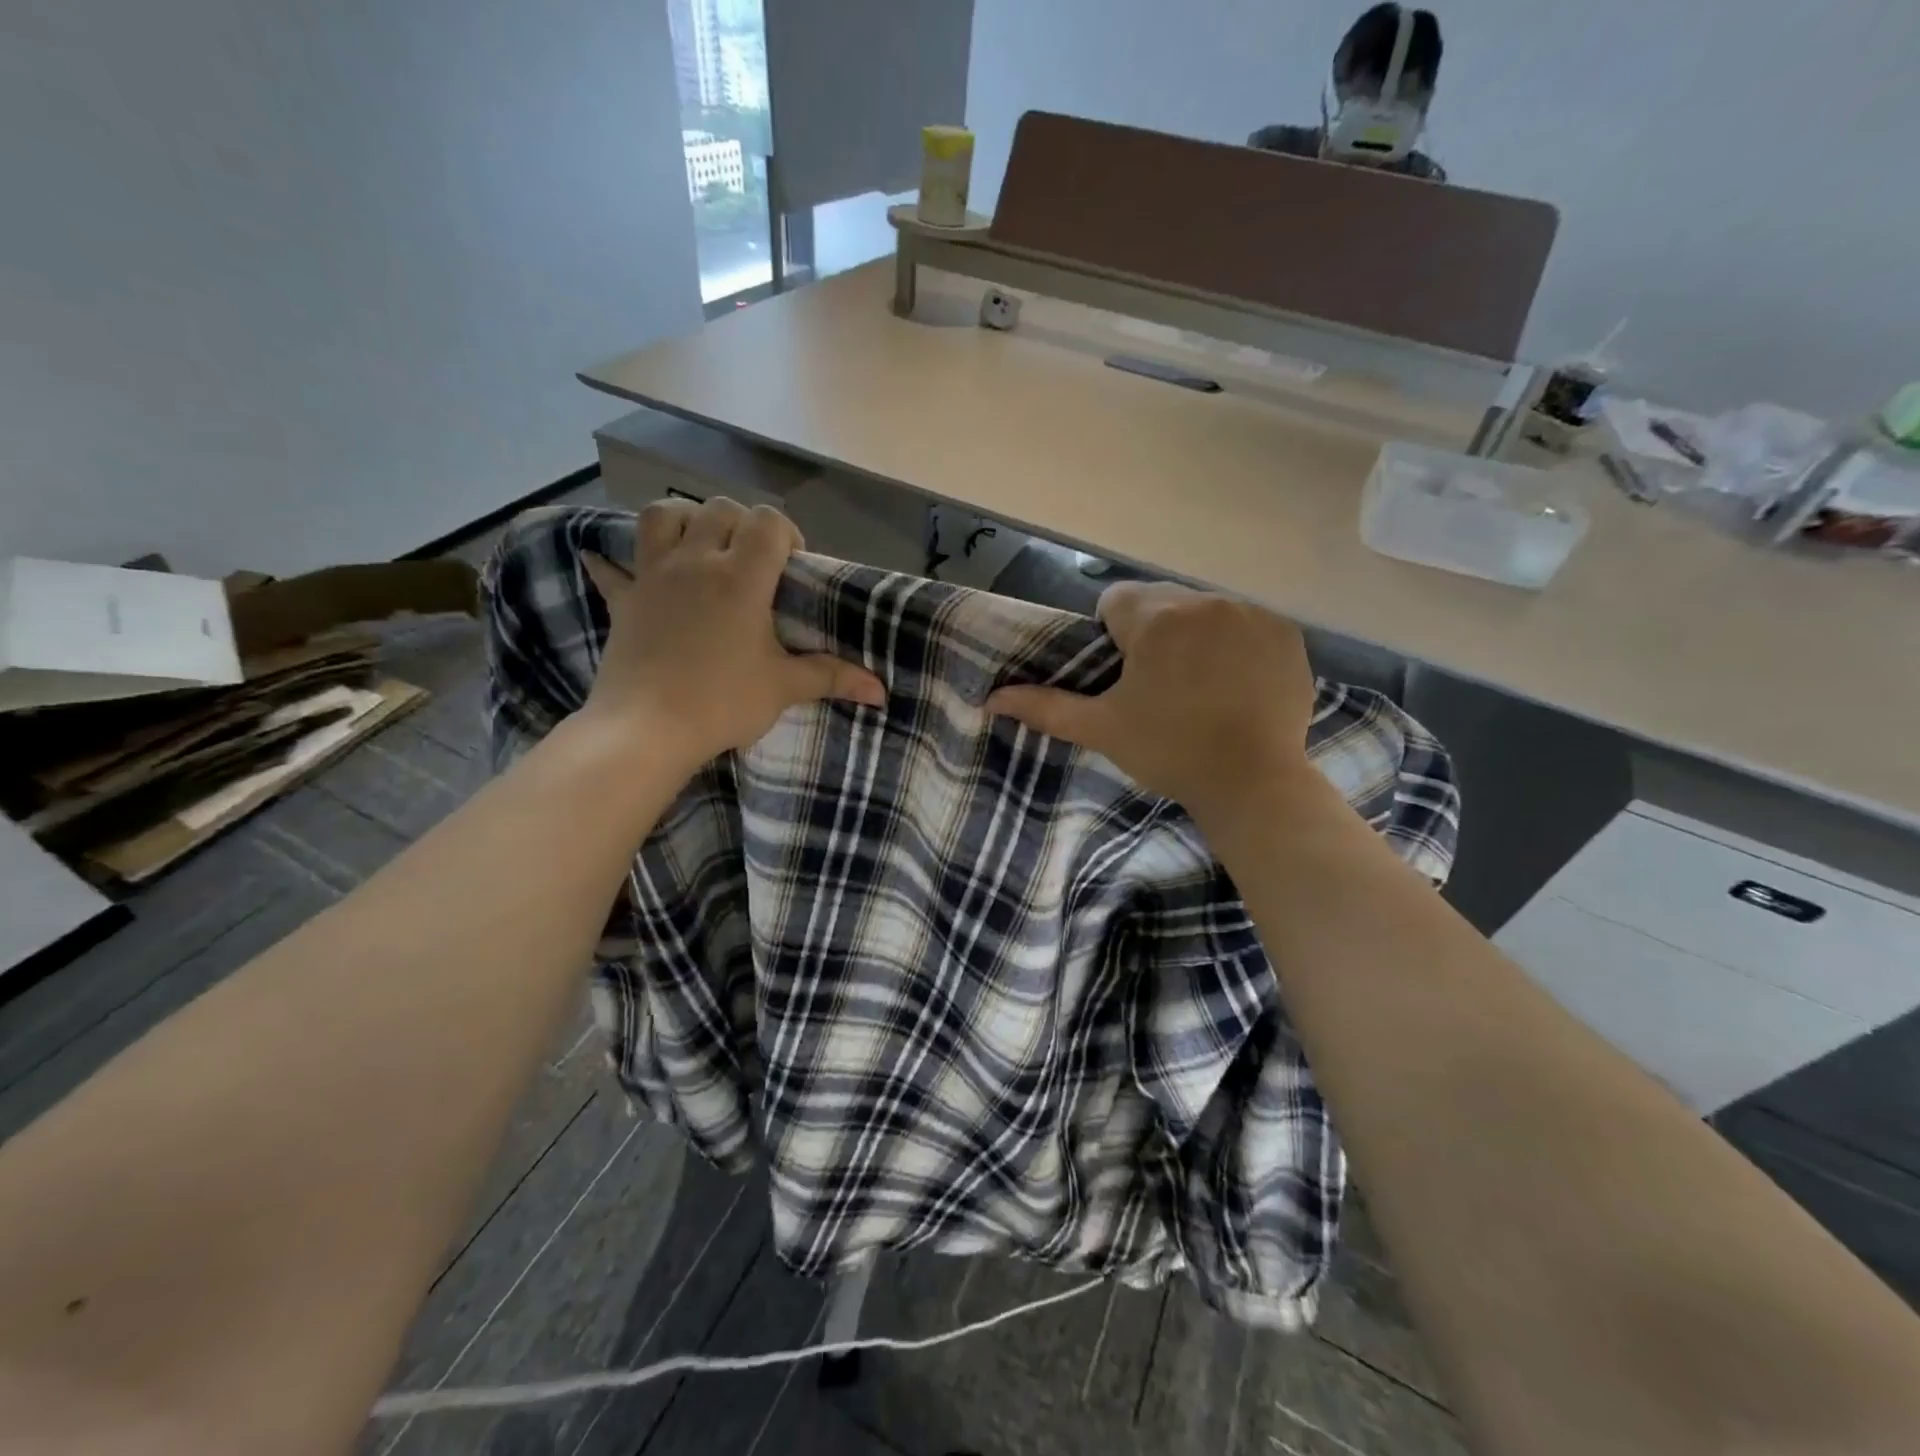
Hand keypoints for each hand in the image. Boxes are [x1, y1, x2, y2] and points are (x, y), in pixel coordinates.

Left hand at [577, 498, 885, 774]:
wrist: (646, 728)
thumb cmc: (721, 702)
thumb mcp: (783, 688)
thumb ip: (832, 678)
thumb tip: (881, 691)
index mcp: (740, 577)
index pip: (768, 522)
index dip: (786, 534)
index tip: (792, 568)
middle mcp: (695, 562)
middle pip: (720, 509)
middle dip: (743, 525)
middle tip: (754, 563)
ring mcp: (653, 575)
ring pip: (663, 515)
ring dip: (686, 521)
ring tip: (700, 549)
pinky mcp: (624, 599)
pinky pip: (613, 567)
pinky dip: (617, 563)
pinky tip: (618, 567)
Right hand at [985, 582, 1315, 822]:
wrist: (1253, 783)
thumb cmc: (1168, 752)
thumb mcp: (1102, 729)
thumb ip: (1045, 707)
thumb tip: (991, 698)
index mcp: (1155, 619)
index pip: (1115, 601)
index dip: (1112, 637)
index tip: (1125, 676)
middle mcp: (1204, 602)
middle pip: (1161, 603)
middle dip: (1154, 633)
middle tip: (1160, 687)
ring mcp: (1251, 614)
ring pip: (1204, 611)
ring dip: (1195, 636)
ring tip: (1201, 687)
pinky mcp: (1286, 633)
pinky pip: (1247, 624)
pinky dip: (1237, 645)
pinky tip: (1238, 684)